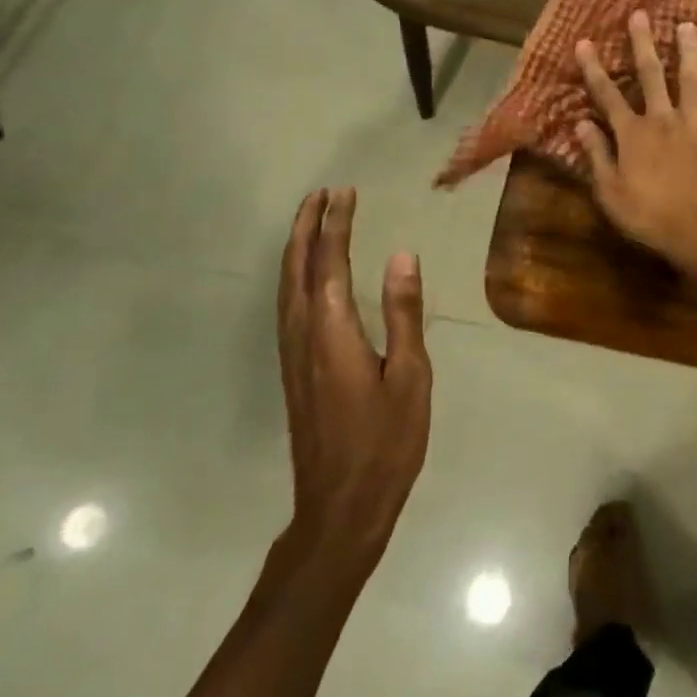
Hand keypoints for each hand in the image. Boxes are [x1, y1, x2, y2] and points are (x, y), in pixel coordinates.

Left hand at [275, 188, 431, 584]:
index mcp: (333, 331)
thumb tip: (402, 255)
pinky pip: (287, 306)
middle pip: (296, 267)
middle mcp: (302, 335)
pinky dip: (295, 275)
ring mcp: (292, 355)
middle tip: (322, 194)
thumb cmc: (387, 441)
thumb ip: (403, 313)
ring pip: (286, 286)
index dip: (336, 224)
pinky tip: (307, 277)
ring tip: (312, 221)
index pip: (329, 262)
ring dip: (297, 248)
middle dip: (306, 227)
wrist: (342, 505)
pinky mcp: (293, 370)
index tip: (345, 192)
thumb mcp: (411, 375)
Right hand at [574, 10, 696, 284]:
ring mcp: (695, 129)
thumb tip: (580, 123)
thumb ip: (597, 154)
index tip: (584, 41)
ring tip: (688, 25)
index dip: (594, 68)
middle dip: (642, 45)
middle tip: (640, 15)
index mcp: (632, 135)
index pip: (607, 95)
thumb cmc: (648, 218)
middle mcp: (663, 122)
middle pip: (651, 76)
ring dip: (690, 53)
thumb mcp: (610, 192)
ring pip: (692, 83)